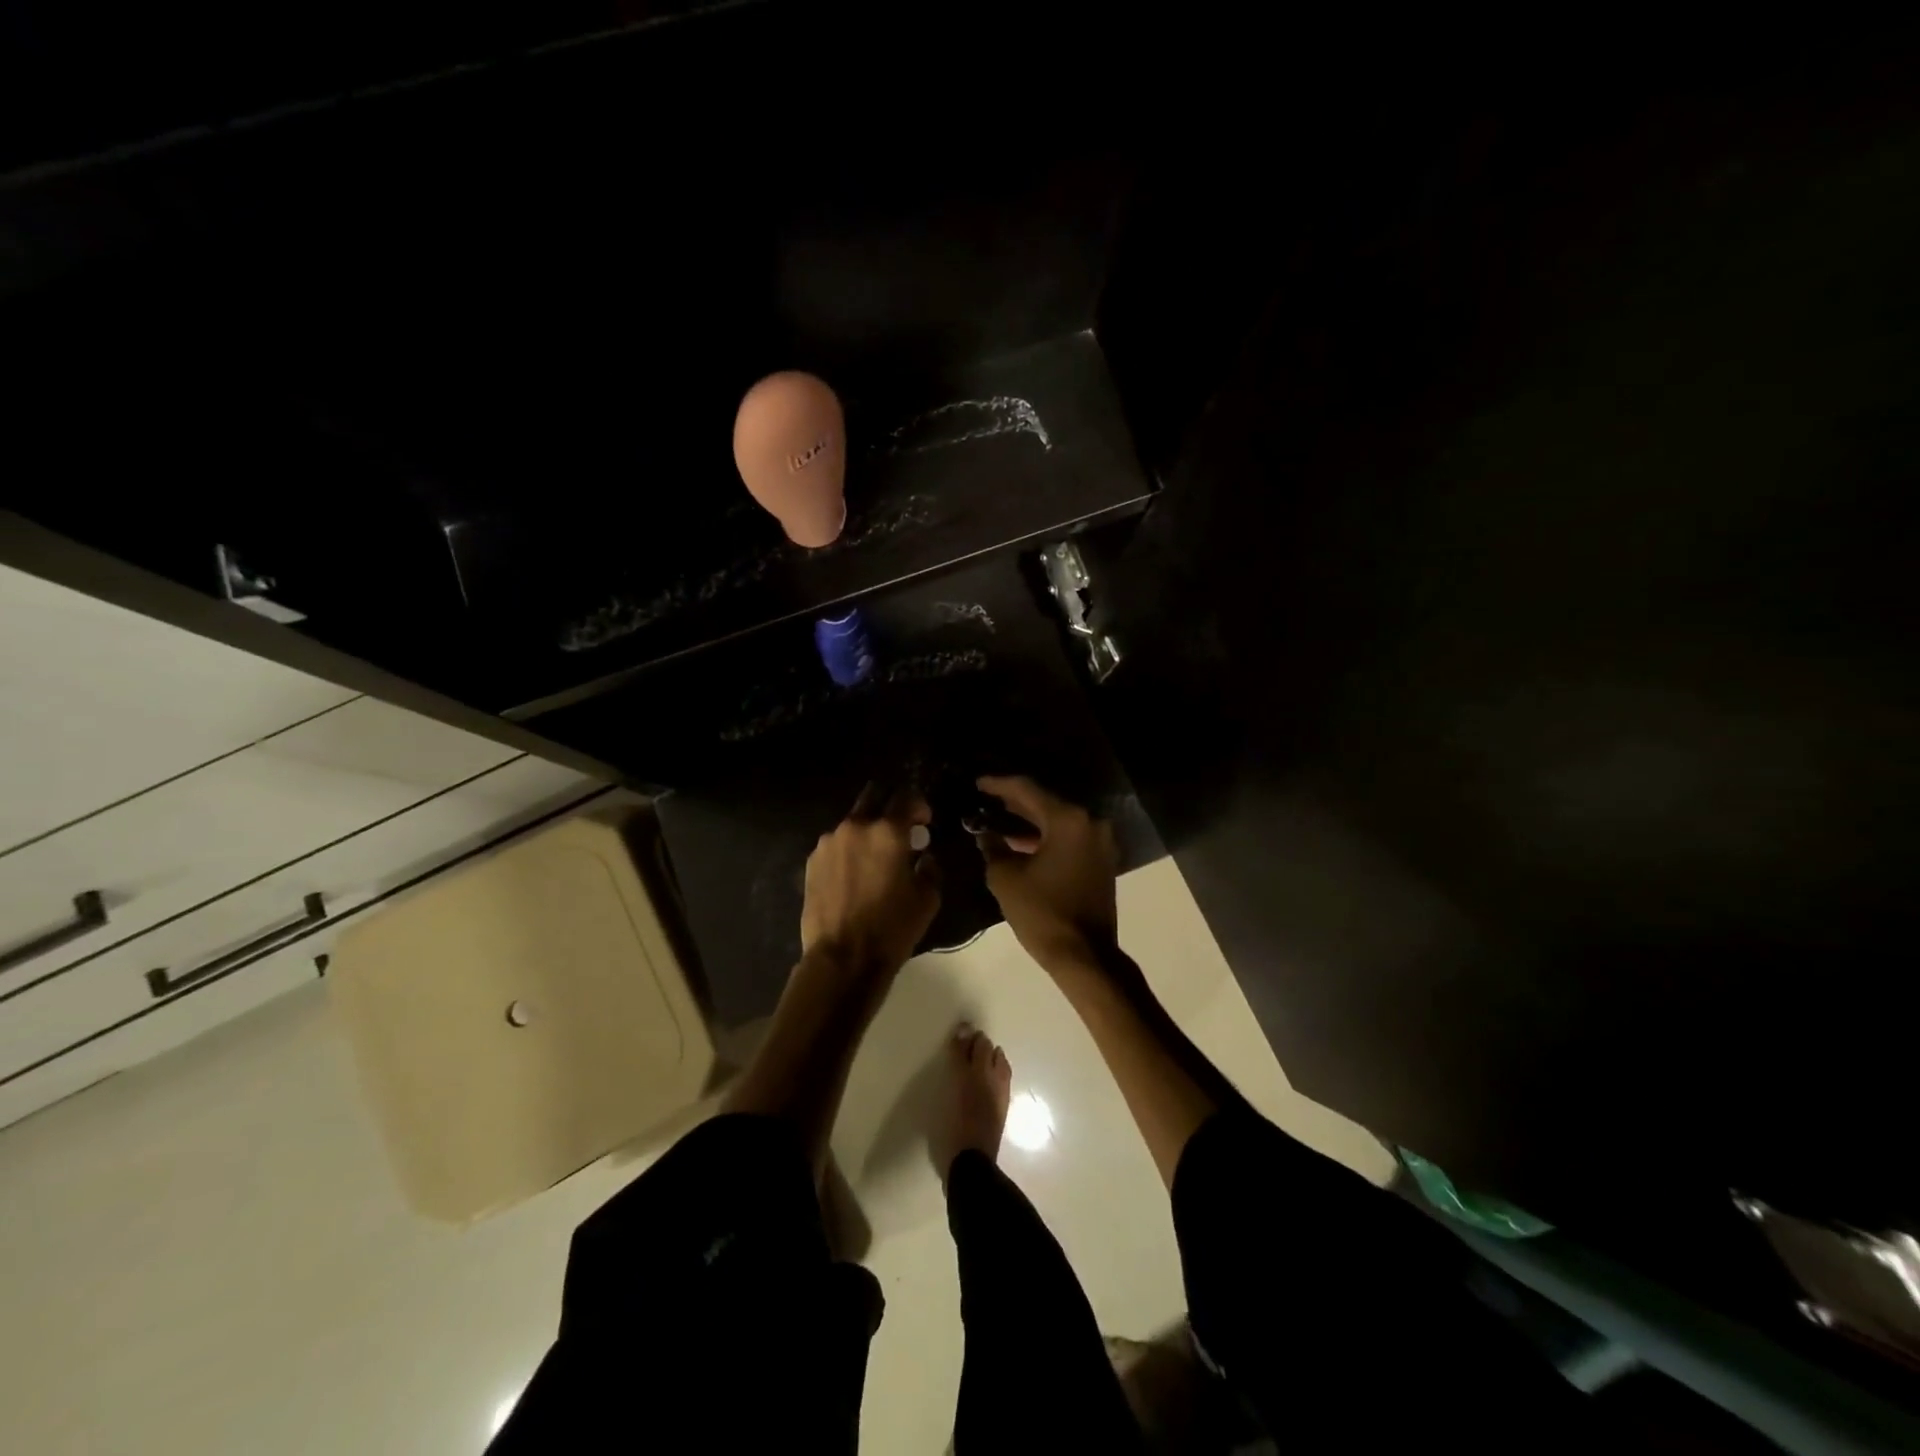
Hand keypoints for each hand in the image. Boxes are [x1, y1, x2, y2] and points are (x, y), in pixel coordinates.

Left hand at [801, 784, 941, 975]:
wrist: (843, 958)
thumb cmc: (892, 927)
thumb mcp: (927, 898)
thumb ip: (929, 868)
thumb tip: (922, 856)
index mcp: (888, 831)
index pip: (906, 797)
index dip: (919, 805)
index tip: (925, 821)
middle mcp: (856, 827)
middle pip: (873, 796)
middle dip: (889, 805)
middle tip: (900, 828)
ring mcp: (829, 842)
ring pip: (852, 822)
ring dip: (866, 830)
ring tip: (874, 857)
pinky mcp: (812, 861)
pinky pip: (836, 844)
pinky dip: (848, 850)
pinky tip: (854, 874)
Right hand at [973, 775, 1117, 971]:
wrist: (1084, 956)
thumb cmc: (1042, 913)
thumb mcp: (1006, 878)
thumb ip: (993, 848)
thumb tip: (986, 834)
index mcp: (1068, 820)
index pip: (1027, 790)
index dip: (999, 785)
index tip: (978, 782)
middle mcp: (1090, 823)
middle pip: (1046, 802)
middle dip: (1015, 802)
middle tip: (986, 799)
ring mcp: (1100, 842)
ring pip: (1058, 821)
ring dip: (1030, 820)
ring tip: (999, 818)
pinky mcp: (1102, 860)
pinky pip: (1069, 838)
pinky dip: (1046, 836)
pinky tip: (1022, 841)